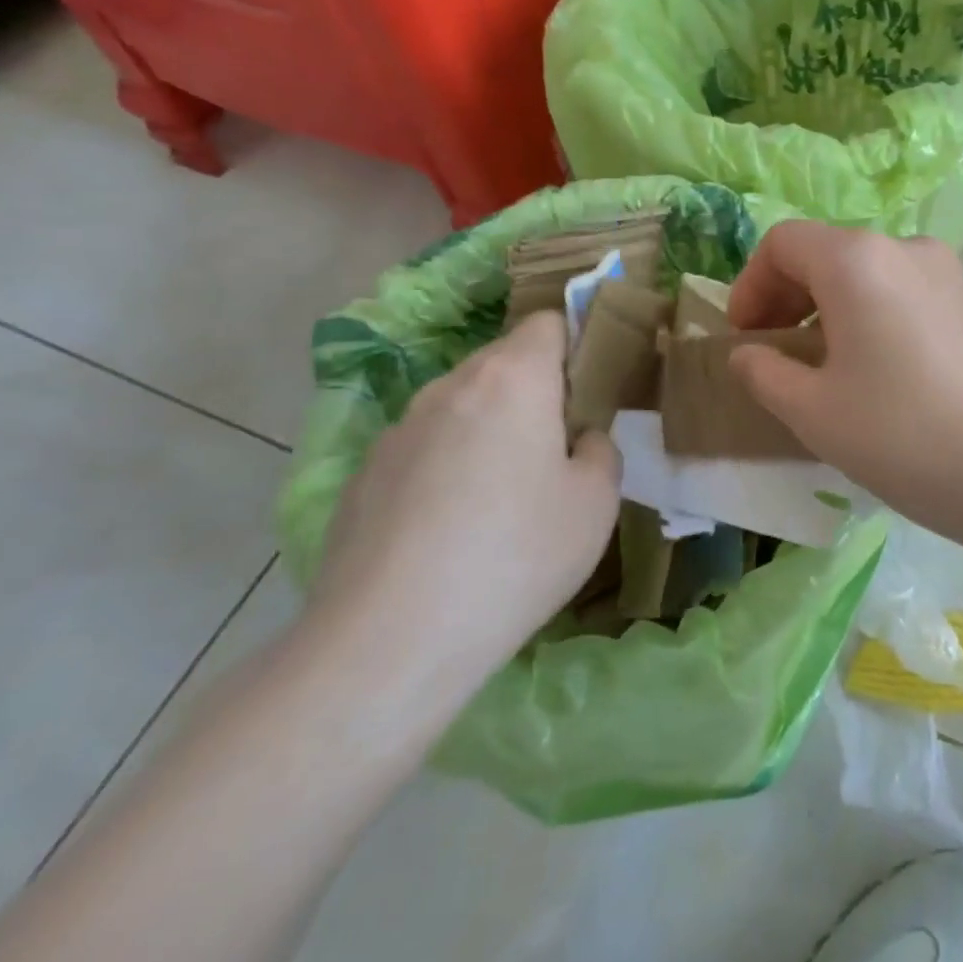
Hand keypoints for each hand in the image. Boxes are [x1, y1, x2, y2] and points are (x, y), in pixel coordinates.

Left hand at [305, 312, 620, 706]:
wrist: (391, 640)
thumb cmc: (517, 555)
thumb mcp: (596, 502)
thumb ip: (600, 450)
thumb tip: (579, 439)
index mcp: (513, 379)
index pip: (547, 322)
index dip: (577, 342)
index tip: (593, 387)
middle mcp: (449, 387)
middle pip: (503, 362)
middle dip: (536, 389)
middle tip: (559, 447)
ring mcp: (398, 430)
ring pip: (461, 406)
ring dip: (490, 428)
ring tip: (504, 495)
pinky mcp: (362, 475)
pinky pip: (423, 449)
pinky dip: (447, 467)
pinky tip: (452, 529)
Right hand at [727, 222, 962, 545]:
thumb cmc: (903, 434)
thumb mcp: (813, 412)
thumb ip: (764, 373)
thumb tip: (747, 354)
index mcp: (856, 259)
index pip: (782, 243)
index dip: (750, 286)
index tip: (746, 338)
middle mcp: (904, 247)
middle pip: (826, 253)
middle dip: (787, 297)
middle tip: (774, 354)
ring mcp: (947, 272)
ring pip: (866, 274)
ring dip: (829, 309)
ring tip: (821, 368)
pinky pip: (902, 293)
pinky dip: (870, 316)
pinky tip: (874, 371)